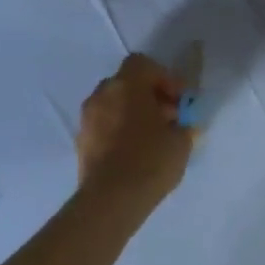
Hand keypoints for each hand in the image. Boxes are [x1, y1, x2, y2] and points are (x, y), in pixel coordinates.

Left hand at [75, 53, 194, 214]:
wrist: (111, 200)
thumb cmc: (151, 160)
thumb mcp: (181, 140)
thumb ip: (183, 124)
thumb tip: (182, 124)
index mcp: (127, 86)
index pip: (142, 63)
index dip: (163, 77)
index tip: (178, 99)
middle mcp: (102, 95)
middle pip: (126, 83)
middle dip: (147, 95)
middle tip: (167, 117)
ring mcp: (87, 119)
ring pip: (113, 104)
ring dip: (131, 112)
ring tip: (151, 136)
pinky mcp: (81, 142)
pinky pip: (104, 125)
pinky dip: (118, 130)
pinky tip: (134, 152)